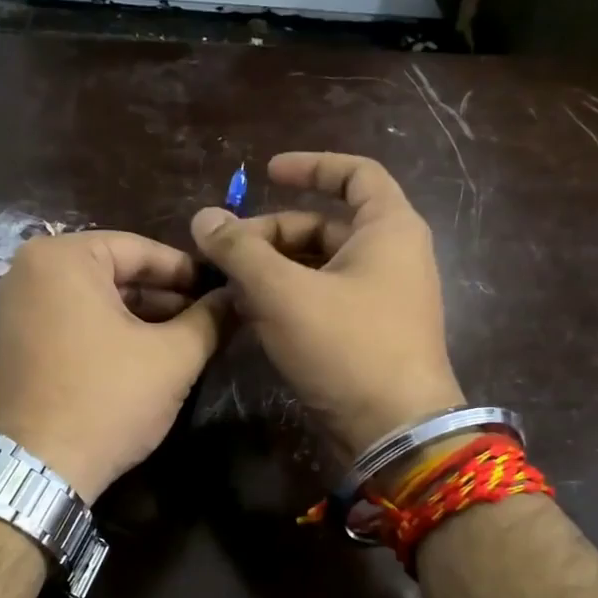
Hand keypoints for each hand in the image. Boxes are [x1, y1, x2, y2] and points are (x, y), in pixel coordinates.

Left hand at [0, 231, 229, 500]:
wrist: (37, 470)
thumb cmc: (107, 400)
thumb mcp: (172, 358)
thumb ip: (209, 319)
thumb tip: (235, 297)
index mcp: (61, 257)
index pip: (139, 249)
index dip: (188, 271)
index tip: (220, 290)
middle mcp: (25, 271)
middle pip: (111, 272)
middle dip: (162, 297)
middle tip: (206, 318)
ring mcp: (10, 308)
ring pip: (89, 299)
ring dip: (136, 317)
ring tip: (182, 339)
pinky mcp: (7, 343)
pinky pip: (66, 322)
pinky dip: (103, 332)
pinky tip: (139, 355)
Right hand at [191, 152, 463, 463]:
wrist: (393, 431)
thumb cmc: (347, 347)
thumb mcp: (284, 293)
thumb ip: (241, 251)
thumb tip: (204, 217)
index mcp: (389, 230)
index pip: (355, 174)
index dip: (310, 166)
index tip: (266, 172)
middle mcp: (390, 258)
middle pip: (324, 226)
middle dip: (271, 234)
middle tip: (224, 252)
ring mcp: (380, 300)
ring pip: (318, 268)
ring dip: (272, 271)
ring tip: (227, 286)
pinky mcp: (366, 336)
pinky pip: (322, 302)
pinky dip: (287, 300)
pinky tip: (248, 314)